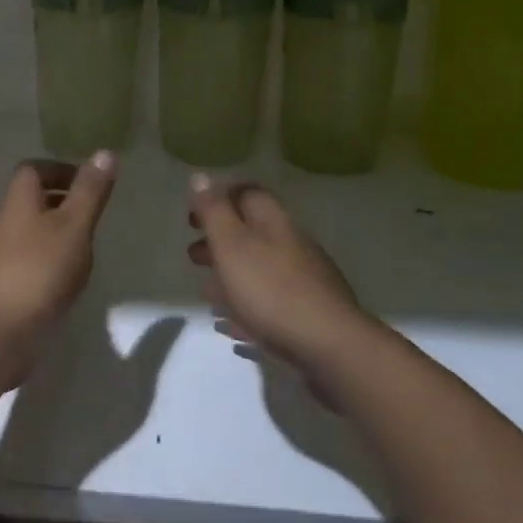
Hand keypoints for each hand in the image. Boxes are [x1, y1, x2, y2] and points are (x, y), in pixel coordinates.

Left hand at [0, 153, 116, 389]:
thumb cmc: (37, 269)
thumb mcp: (72, 225)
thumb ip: (90, 191)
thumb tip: (105, 152)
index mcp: (19, 201)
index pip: (33, 170)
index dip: (59, 170)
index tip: (88, 181)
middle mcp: (6, 224)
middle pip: (32, 202)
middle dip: (62, 202)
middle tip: (93, 214)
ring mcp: (3, 259)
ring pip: (33, 235)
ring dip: (58, 236)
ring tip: (88, 249)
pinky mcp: (6, 289)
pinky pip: (32, 266)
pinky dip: (52, 266)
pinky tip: (70, 283)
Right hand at [186, 174, 372, 395]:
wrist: (330, 346)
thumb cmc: (271, 290)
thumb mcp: (231, 245)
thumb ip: (214, 211)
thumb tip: (200, 176)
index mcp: (273, 221)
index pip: (246, 194)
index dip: (218, 199)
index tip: (192, 217)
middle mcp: (291, 243)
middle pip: (251, 233)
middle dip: (219, 241)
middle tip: (193, 256)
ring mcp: (303, 279)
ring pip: (260, 268)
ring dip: (231, 276)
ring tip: (207, 294)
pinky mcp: (308, 312)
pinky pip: (270, 301)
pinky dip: (247, 306)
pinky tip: (232, 326)